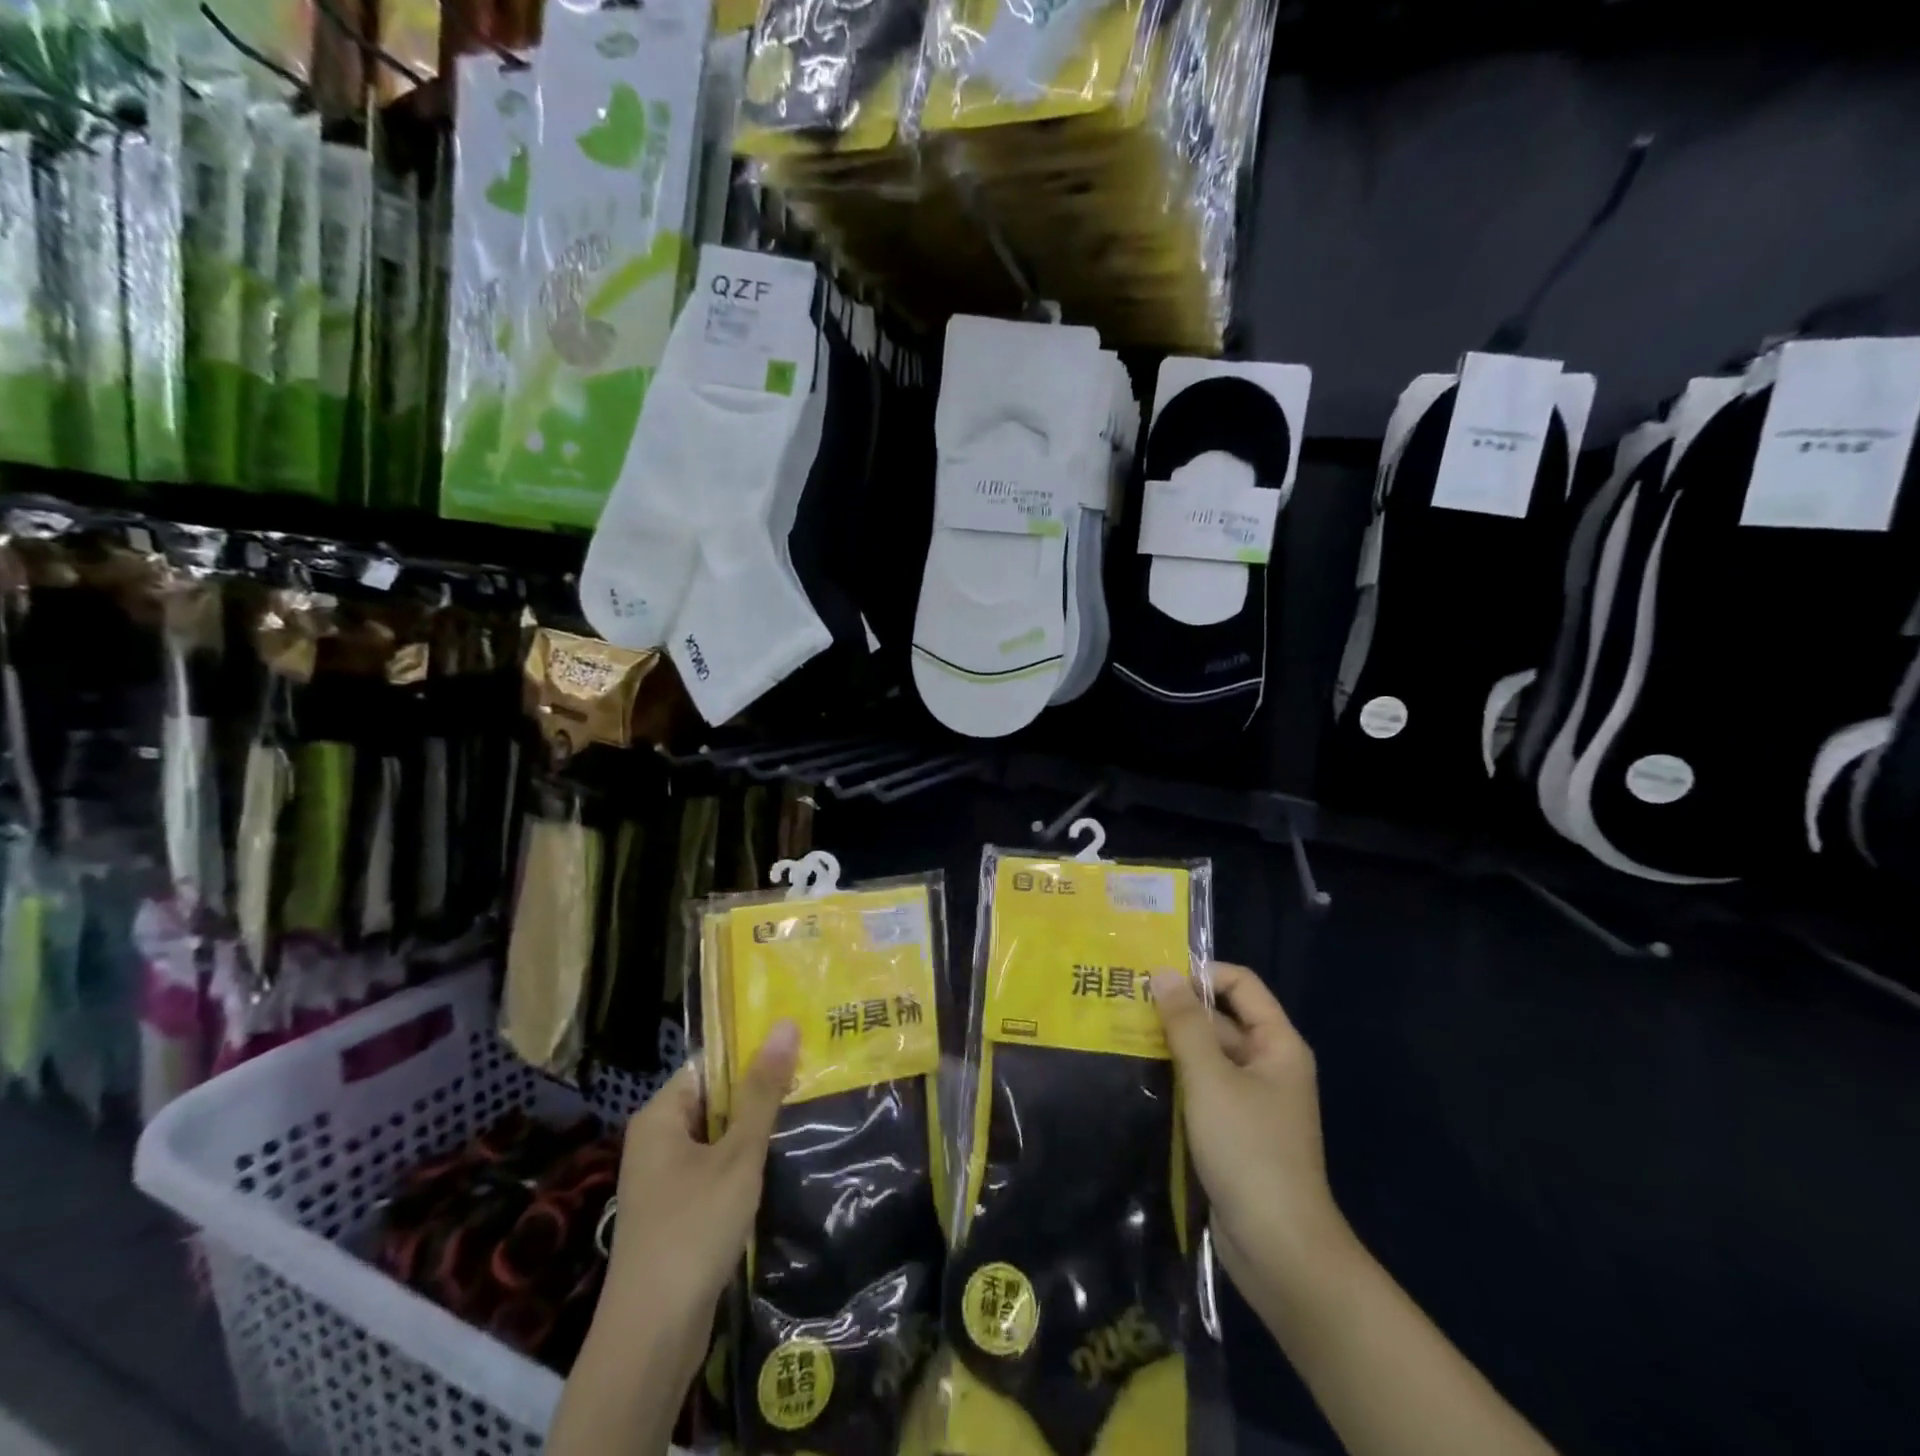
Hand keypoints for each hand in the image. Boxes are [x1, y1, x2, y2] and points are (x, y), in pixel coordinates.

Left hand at [597, 1020, 800, 1388]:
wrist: (651, 1336)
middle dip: (758, 1094)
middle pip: (714, 1099)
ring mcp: (663, 1178)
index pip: (709, 1064)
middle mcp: (655, 1139)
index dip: (751, 1054)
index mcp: (660, 1115)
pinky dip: (741, 1164)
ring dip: (753, 1131)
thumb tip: (784, 1024)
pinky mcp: (675, 1211)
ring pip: (716, 1137)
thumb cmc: (693, 1228)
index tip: (796, 1048)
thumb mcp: (738, 1154)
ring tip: (803, 1114)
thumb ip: (763, 1091)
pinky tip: (775, 1166)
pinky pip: (713, 1169)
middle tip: (810, 1079)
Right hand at [1150, 963, 1350, 1305]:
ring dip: (1170, 1043)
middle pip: (1221, 1017)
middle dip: (1177, 1008)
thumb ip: (1185, 1023)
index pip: (1240, 984)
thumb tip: (1163, 971)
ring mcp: (1250, 1099)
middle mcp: (1268, 1064)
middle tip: (1124, 1001)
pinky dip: (1175, 1076)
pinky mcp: (1232, 1129)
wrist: (1278, 1249)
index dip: (1201, 973)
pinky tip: (1137, 1074)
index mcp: (1277, 1044)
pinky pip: (1202, 1087)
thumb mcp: (1211, 1078)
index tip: (1153, 976)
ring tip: (1119, 1031)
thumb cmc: (1249, 1150)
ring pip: (1207, 1054)